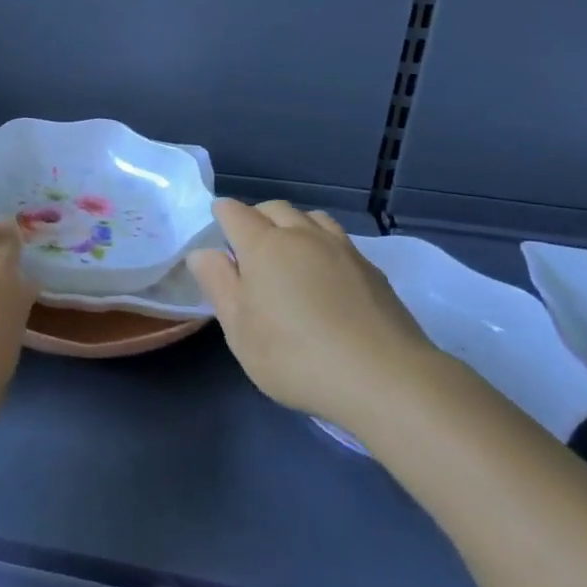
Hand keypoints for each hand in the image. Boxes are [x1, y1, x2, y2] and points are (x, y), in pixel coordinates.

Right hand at [188, 200, 441, 435]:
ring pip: (311, 218)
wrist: (385, 378)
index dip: (221, 215)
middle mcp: (302, 235)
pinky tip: (326, 277)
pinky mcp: (371, 270)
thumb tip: (202, 252)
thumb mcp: (239, 329)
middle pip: (274, 208)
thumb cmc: (296, 355)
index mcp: (263, 245)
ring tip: (291, 256)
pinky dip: (323, 246)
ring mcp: (341, 249)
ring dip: (294, 226)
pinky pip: (338, 241)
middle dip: (256, 218)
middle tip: (249, 249)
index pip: (234, 212)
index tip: (217, 230)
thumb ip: (218, 284)